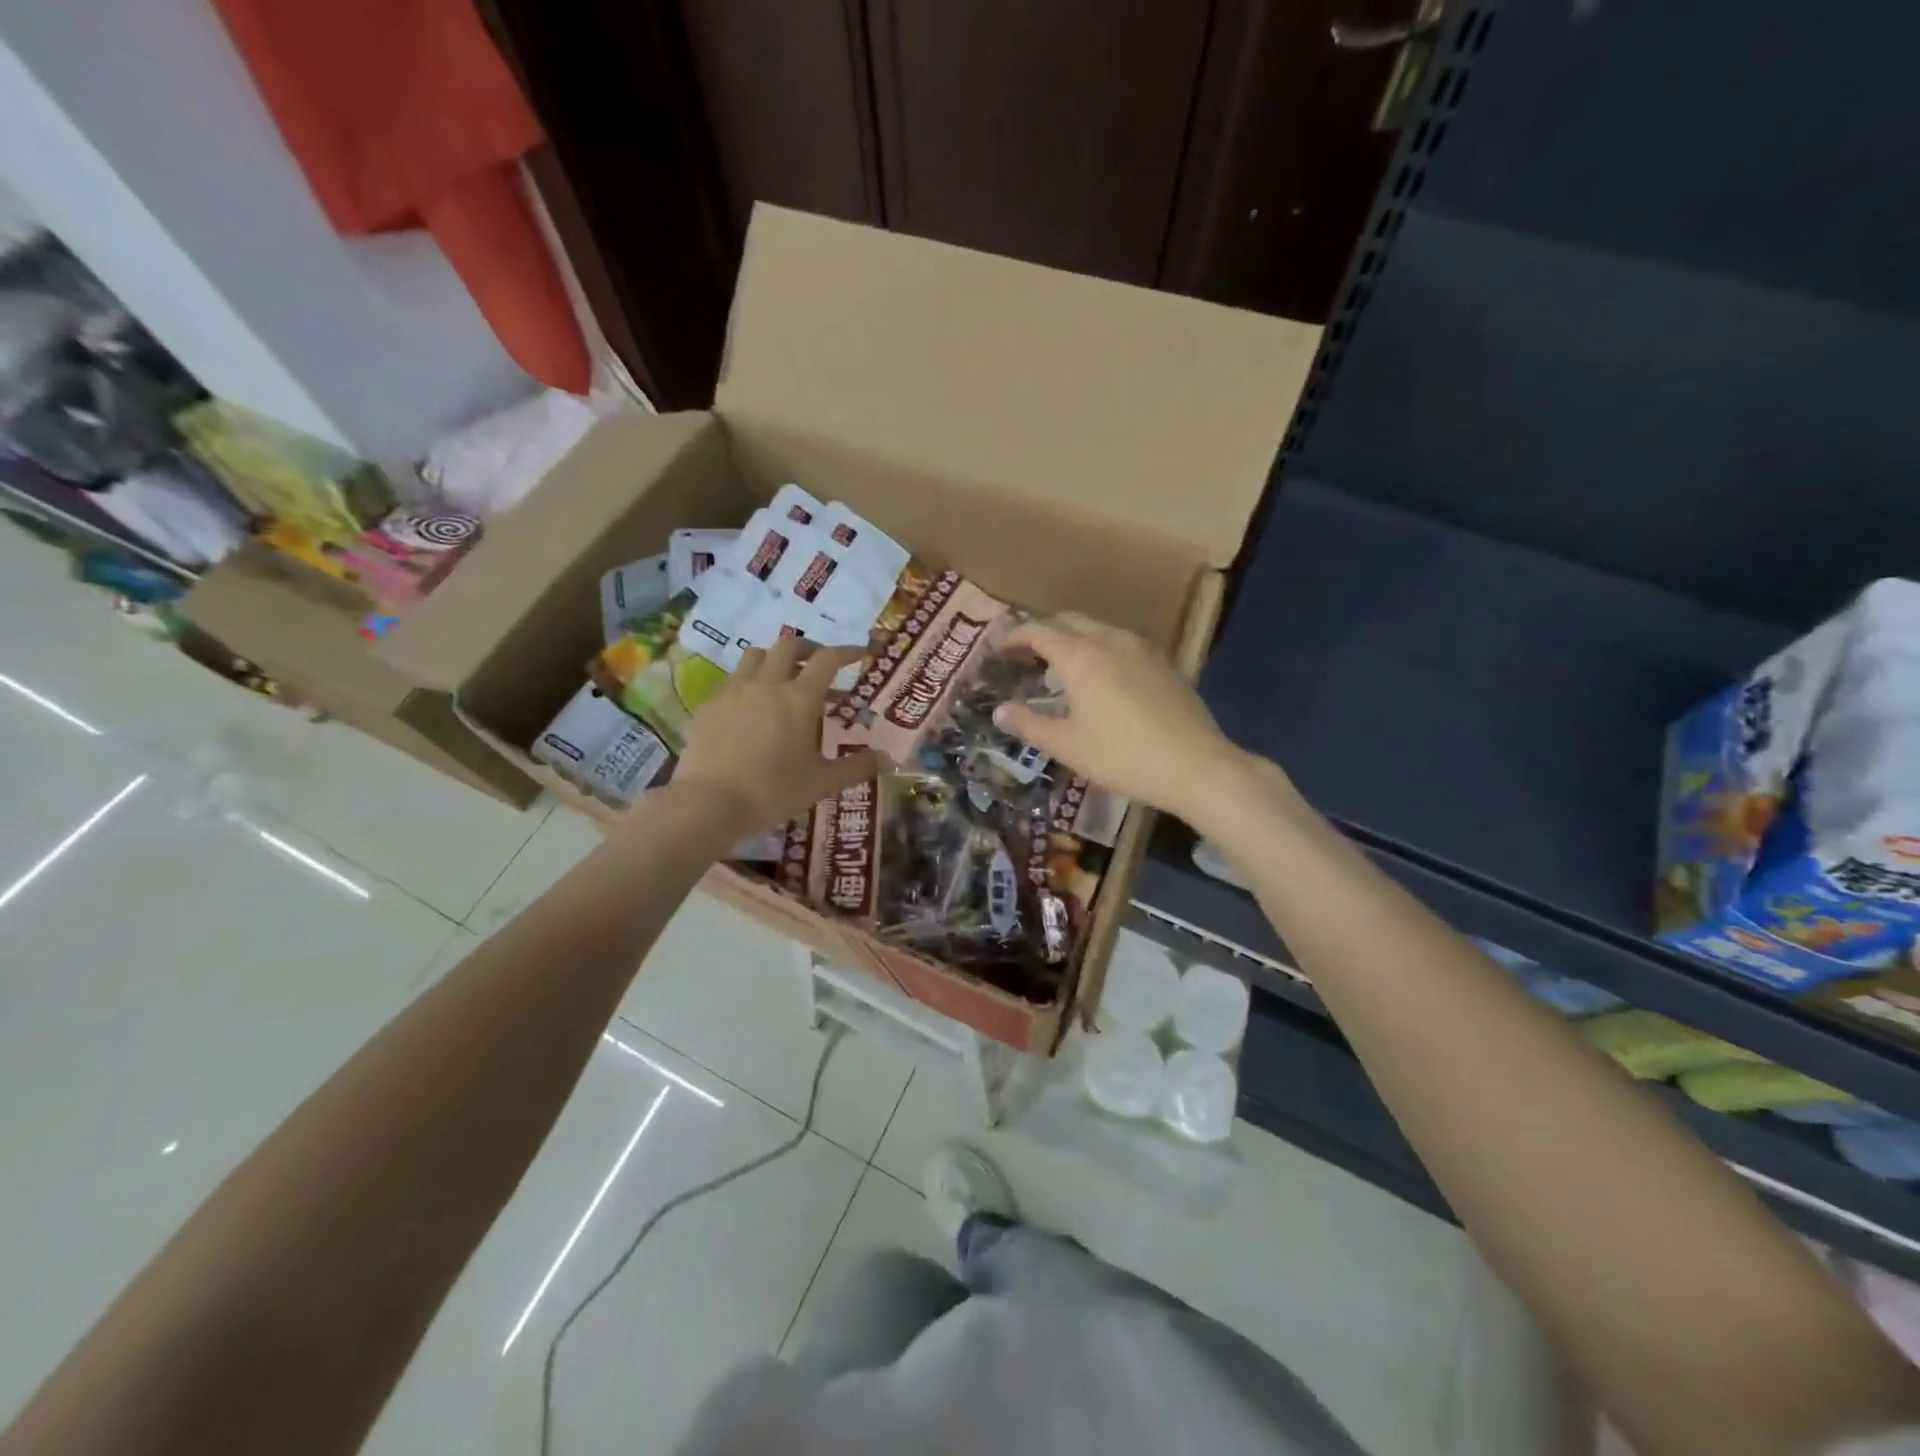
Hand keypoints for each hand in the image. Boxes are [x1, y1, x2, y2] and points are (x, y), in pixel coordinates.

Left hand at [673, 639, 882, 834]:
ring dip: (775, 659)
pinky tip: (752, 705)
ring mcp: (734, 691)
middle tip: (820, 665)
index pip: (828, 660)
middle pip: (789, 646)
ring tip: (783, 679)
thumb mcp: (821, 783)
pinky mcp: (709, 705)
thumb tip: (887, 759)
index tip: (860, 653)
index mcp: (800, 699)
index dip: (847, 652)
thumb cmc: (773, 791)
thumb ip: (856, 767)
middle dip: (809, 649)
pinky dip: (749, 681)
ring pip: (756, 656)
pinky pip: (733, 679)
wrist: (708, 803)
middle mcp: (767, 684)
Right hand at [995, 613, 1257, 825]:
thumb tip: (999, 711)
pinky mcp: (1163, 662)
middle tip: (1024, 655)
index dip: (1013, 636)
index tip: (997, 648)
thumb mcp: (1068, 746)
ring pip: (1097, 629)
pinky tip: (1100, 679)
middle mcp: (1110, 640)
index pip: (1038, 631)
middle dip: (1042, 632)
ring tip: (1060, 668)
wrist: (1197, 766)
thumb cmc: (1123, 757)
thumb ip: (1029, 725)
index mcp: (1081, 657)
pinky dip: (1098, 649)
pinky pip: (1120, 643)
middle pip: (1068, 621)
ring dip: (1072, 639)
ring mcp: (1142, 648)